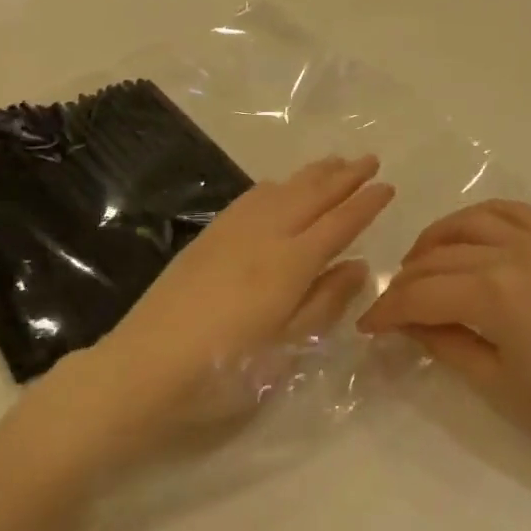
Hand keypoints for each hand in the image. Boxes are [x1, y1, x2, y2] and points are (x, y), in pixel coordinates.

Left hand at [31, 155, 393, 472]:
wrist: (142, 368)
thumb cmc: (223, 371)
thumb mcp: (286, 349)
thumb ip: (325, 302)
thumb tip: (359, 265)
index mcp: (290, 264)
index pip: (339, 223)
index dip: (365, 204)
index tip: (387, 186)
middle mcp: (265, 235)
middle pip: (312, 195)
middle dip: (345, 176)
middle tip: (370, 159)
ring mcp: (233, 231)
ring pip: (282, 189)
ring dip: (313, 174)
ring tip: (335, 162)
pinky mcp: (208, 236)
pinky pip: (252, 197)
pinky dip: (277, 184)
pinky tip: (280, 185)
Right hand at [359, 200, 530, 482]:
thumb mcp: (495, 383)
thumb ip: (444, 343)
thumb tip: (407, 324)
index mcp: (493, 292)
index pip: (421, 293)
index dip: (387, 311)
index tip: (365, 328)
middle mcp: (511, 253)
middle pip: (438, 257)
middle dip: (404, 283)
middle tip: (389, 309)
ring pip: (469, 222)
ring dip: (435, 240)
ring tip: (419, 266)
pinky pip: (512, 212)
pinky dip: (480, 218)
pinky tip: (468, 238)